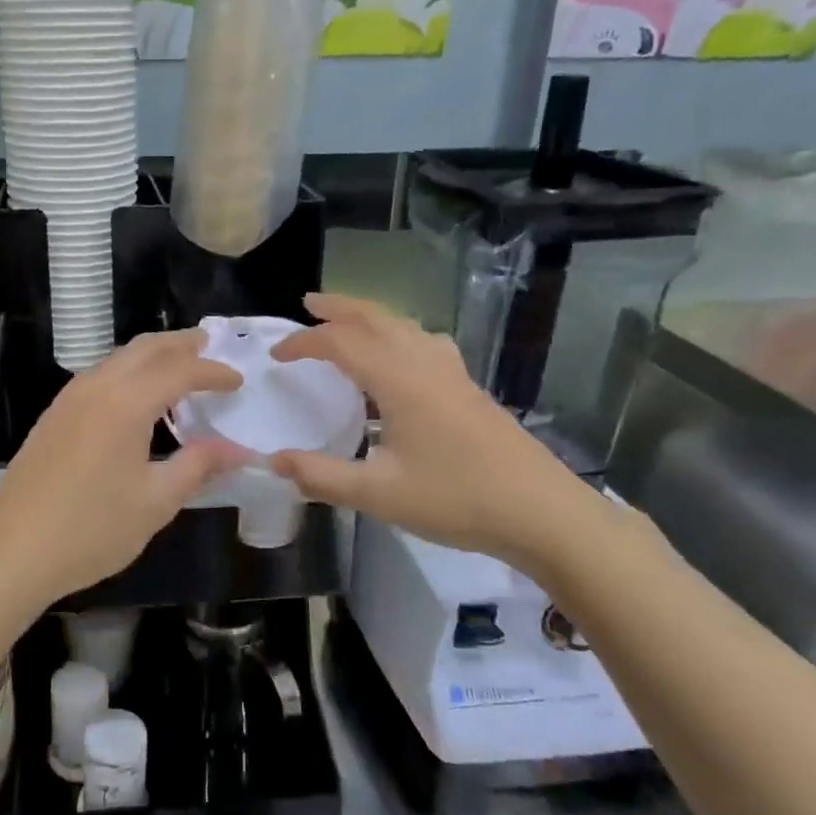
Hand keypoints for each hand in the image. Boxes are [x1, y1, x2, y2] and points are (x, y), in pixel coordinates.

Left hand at [0, 329, 249, 607]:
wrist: (12, 552)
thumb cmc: (91, 530)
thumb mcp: (155, 502)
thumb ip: (198, 466)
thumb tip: (238, 450)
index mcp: (125, 403)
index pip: (179, 370)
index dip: (212, 372)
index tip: (238, 380)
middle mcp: (96, 387)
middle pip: (145, 348)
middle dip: (180, 344)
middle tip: (209, 344)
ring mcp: (69, 399)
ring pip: (119, 358)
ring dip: (152, 354)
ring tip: (179, 365)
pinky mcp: (54, 415)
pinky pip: (100, 375)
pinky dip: (129, 371)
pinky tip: (138, 397)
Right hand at [270, 294, 617, 577]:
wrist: (541, 512)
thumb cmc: (457, 500)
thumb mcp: (379, 494)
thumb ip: (322, 476)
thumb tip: (273, 461)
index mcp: (398, 380)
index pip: (341, 343)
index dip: (304, 343)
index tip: (278, 356)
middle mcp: (424, 363)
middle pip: (376, 318)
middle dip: (339, 307)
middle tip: (309, 302)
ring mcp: (452, 372)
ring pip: (404, 325)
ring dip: (370, 316)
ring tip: (347, 321)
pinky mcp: (468, 386)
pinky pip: (425, 341)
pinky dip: (400, 333)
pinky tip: (404, 353)